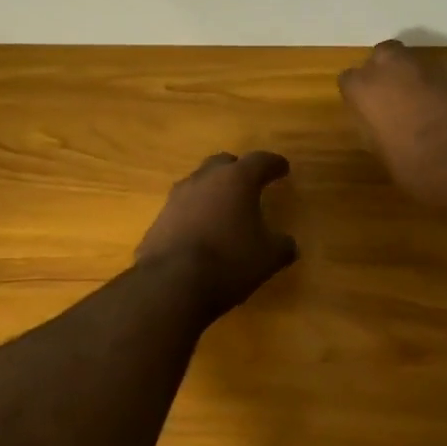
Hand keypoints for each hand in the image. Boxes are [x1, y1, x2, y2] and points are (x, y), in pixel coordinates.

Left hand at [136, 151, 297, 313]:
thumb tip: (288, 244)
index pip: (260, 161)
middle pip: (223, 164)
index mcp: (236, 180)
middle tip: (249, 183)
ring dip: (212, 192)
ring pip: (198, 184)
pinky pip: (181, 210)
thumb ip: (282, 246)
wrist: (171, 284)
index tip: (283, 168)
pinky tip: (200, 233)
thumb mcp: (268, 258)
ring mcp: (176, 198)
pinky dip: (194, 215)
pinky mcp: (158, 220)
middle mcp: (204, 180)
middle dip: (237, 170)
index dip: (274, 164)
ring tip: (223, 210)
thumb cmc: (229, 262)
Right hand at [338, 40, 446, 208]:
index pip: (349, 80)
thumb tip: (381, 123)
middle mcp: (397, 68)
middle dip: (386, 72)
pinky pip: (444, 76)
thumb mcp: (386, 157)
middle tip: (393, 100)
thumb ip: (377, 129)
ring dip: (416, 80)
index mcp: (368, 89)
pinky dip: (444, 89)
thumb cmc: (422, 170)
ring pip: (416, 63)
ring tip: (425, 109)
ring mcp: (433, 67)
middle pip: (383, 56)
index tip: (366, 112)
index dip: (358, 96)